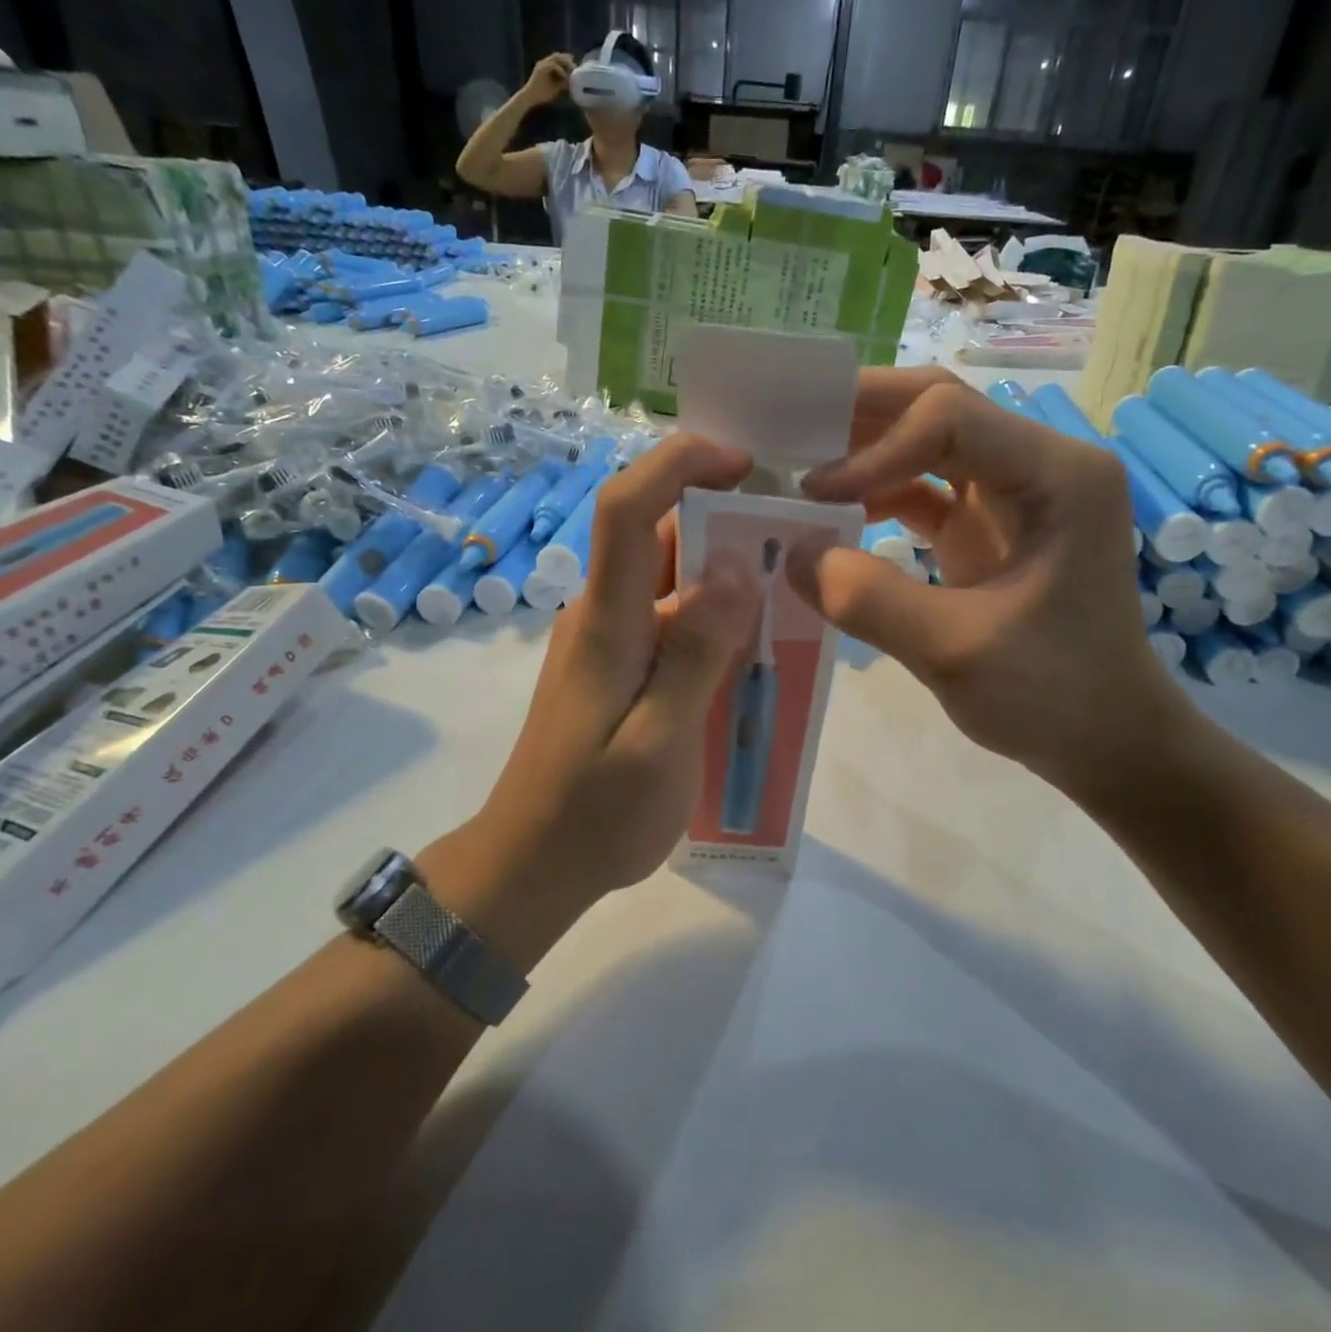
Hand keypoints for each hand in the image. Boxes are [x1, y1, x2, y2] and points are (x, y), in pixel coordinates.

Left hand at [419, 436, 759, 968]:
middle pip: (658, 536)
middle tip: (798, 543)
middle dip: (725, 521)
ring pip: (671, 581)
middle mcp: (603, 615)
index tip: (744, 464)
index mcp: (607, 621)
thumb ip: (695, 655)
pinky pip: (671, 622)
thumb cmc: (595, 814)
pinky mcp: (618, 670)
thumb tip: (736, 567)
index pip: (627, 508)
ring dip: (726, 576)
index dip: (678, 464)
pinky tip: (753, 653)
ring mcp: (608, 642)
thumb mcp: (658, 743)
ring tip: (791, 597)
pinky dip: (714, 620)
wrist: (532, 866)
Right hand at [524, 52, 576, 105]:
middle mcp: (544, 62)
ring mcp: (542, 64)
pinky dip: (560, 70)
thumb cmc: (542, 94)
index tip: (575, 65)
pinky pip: (553, 65)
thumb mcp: (556, 88)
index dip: (567, 60)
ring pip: (555, 58)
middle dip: (567, 60)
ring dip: (565, 63)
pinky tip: (565, 76)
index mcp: (547, 66)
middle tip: (576, 66)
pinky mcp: (540, 69)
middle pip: (557, 56)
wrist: (530, 98)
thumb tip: (573, 82)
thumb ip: (563, 83)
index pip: (558, 58)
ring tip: (572, 70)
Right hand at [789, 371, 1193, 798]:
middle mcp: (1040, 465)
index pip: (949, 419)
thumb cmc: (1053, 696)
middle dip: (862, 415)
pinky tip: (835, 513)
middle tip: (790, 426)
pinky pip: (925, 488)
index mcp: (1057, 476)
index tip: (814, 493)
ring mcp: (1014, 494)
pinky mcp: (989, 526)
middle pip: (940, 408)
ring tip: (800, 465)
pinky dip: (878, 493)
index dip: (874, 450)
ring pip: (928, 441)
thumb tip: (792, 552)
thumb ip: (867, 599)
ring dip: (865, 449)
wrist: (1107, 740)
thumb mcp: (953, 651)